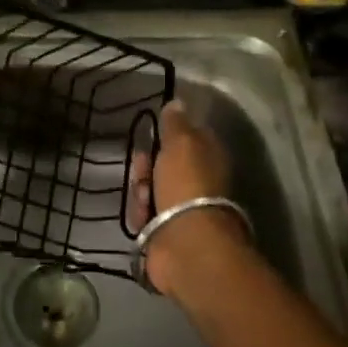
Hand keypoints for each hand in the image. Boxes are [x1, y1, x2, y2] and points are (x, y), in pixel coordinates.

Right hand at [129, 100, 252, 298]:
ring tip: (143, 200)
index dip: (167, 134)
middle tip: (143, 167)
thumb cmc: (187, 185)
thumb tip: (178, 102)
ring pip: (148, 188)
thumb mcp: (181, 143)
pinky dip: (139, 214)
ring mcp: (180, 209)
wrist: (185, 244)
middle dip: (146, 164)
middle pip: (162, 164)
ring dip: (140, 190)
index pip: (186, 137)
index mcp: (208, 158)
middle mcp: (197, 182)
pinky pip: (142, 214)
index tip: (153, 133)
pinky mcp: (163, 231)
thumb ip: (176, 122)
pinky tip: (142, 218)